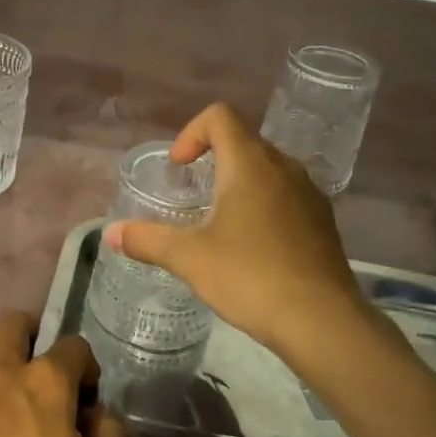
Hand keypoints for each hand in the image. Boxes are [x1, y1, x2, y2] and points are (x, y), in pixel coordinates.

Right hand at [103, 103, 366, 355]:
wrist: (321, 320)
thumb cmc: (250, 277)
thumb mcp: (189, 258)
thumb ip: (148, 239)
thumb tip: (111, 233)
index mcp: (250, 164)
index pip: (220, 116)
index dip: (192, 132)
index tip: (179, 167)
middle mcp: (284, 168)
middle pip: (244, 141)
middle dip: (213, 160)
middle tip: (192, 196)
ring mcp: (310, 194)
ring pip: (269, 170)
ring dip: (240, 184)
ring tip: (220, 223)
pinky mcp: (323, 222)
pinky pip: (287, 197)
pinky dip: (264, 206)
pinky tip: (253, 248)